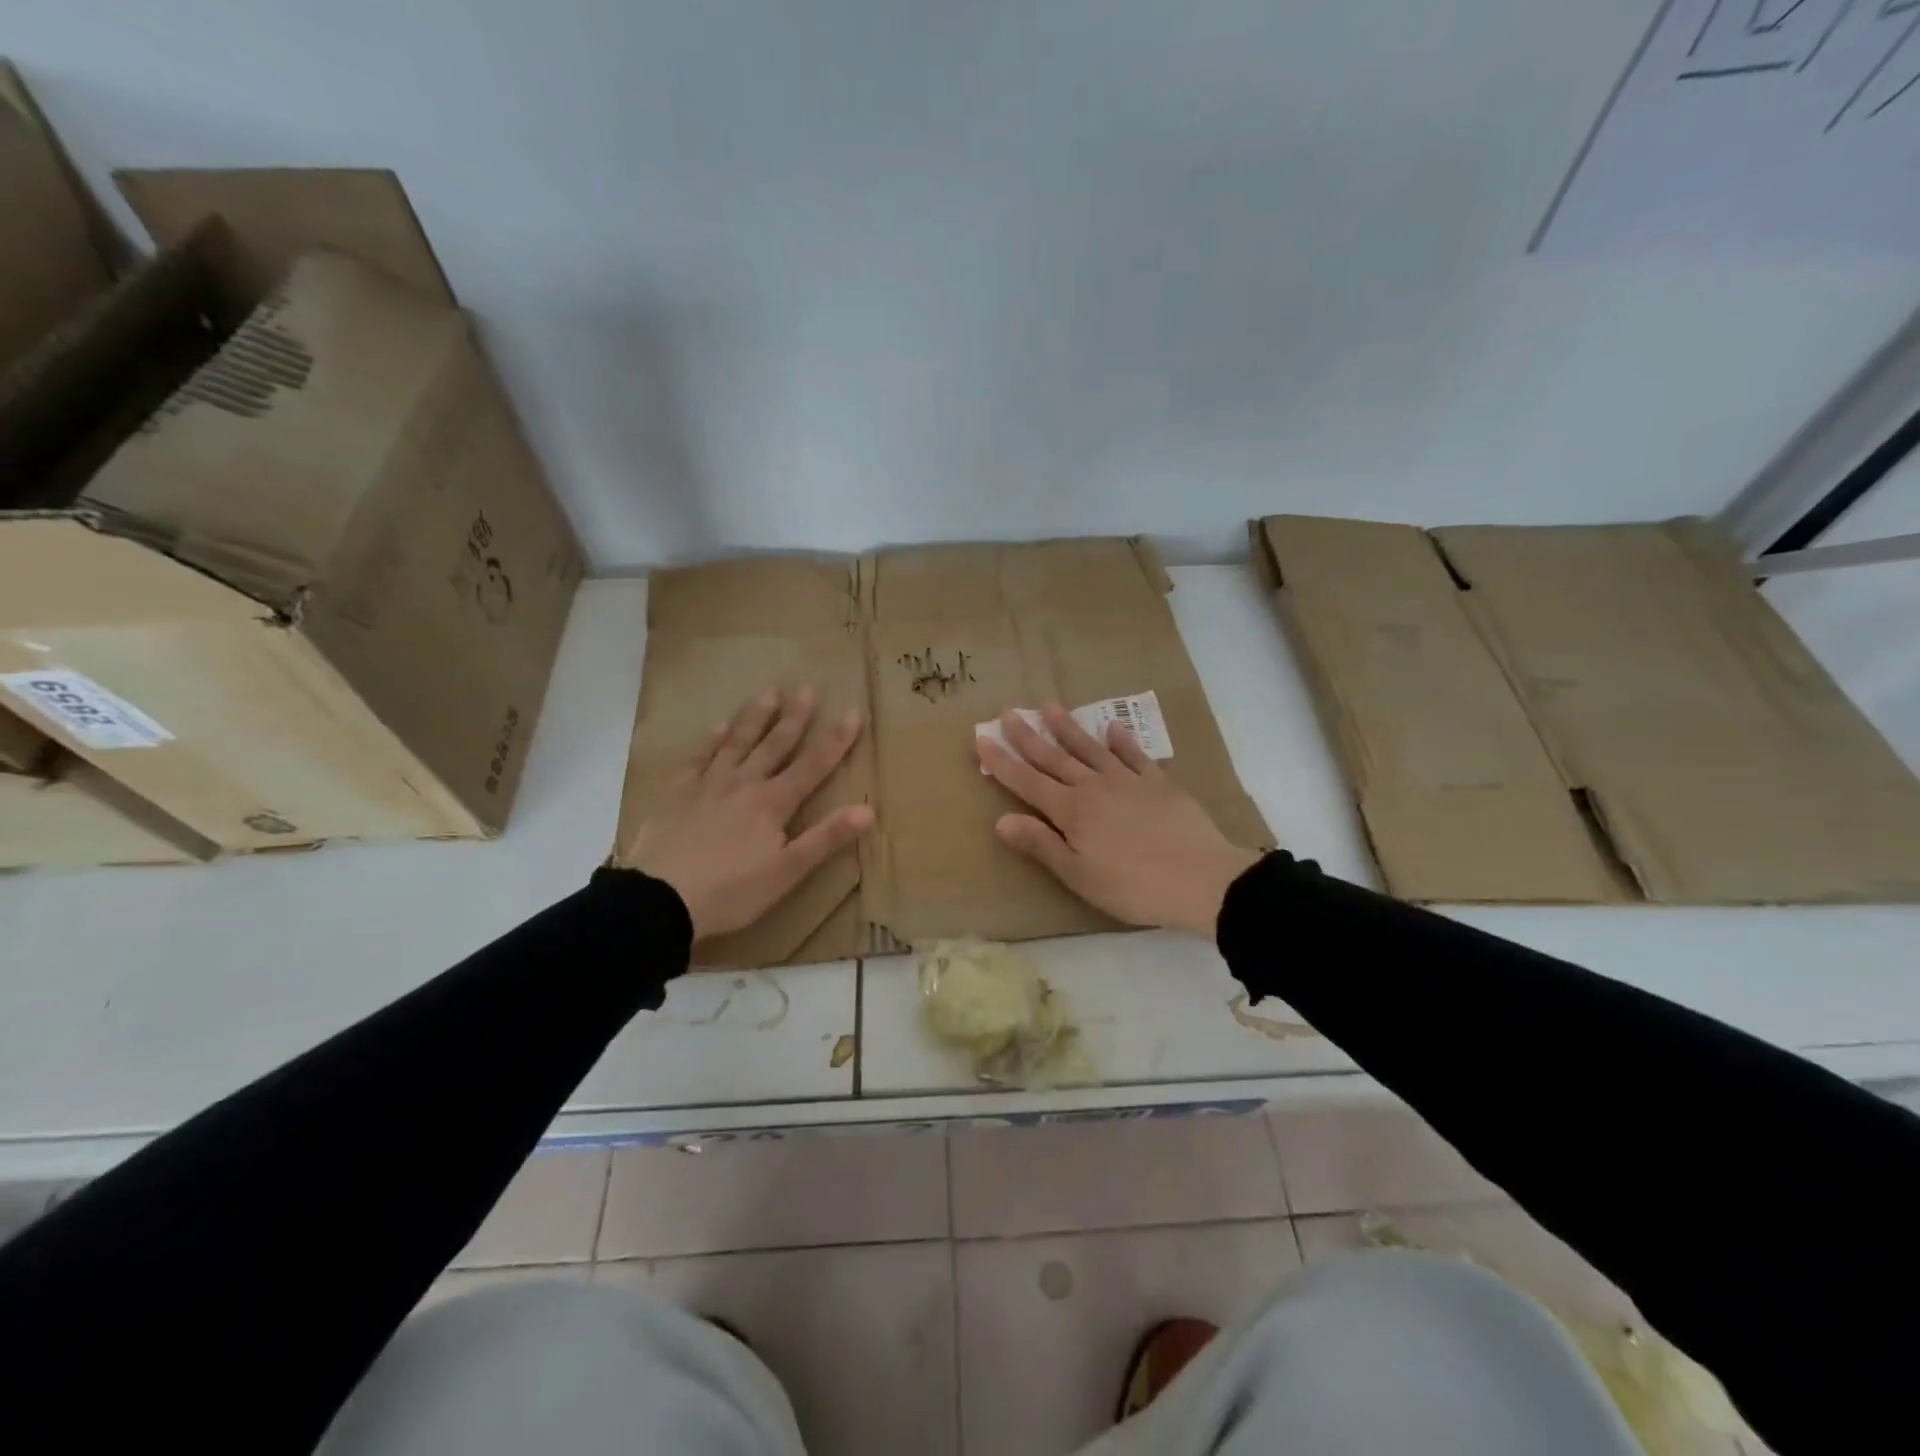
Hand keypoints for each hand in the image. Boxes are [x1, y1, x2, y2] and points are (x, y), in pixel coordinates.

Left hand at [630, 686, 873, 939]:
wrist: (660, 899)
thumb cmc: (731, 891)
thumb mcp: (787, 872)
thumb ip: (826, 838)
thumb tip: (868, 810)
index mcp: (773, 803)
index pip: (813, 765)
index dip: (836, 740)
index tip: (853, 712)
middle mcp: (744, 783)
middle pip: (775, 745)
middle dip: (794, 717)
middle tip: (807, 688)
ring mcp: (708, 784)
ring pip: (737, 742)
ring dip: (755, 717)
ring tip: (769, 691)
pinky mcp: (678, 793)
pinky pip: (698, 758)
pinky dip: (710, 740)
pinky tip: (717, 726)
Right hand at [976, 705, 1260, 937]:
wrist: (1202, 879)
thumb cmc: (1133, 886)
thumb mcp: (1079, 875)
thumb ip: (1041, 845)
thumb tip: (1001, 820)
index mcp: (1072, 812)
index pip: (1027, 782)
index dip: (1002, 762)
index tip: (981, 738)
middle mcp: (1094, 788)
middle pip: (1054, 758)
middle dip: (1028, 736)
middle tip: (1008, 712)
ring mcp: (1128, 781)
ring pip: (1090, 749)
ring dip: (1068, 728)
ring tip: (1050, 706)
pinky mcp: (1159, 784)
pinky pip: (1135, 755)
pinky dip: (1122, 741)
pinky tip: (1112, 728)